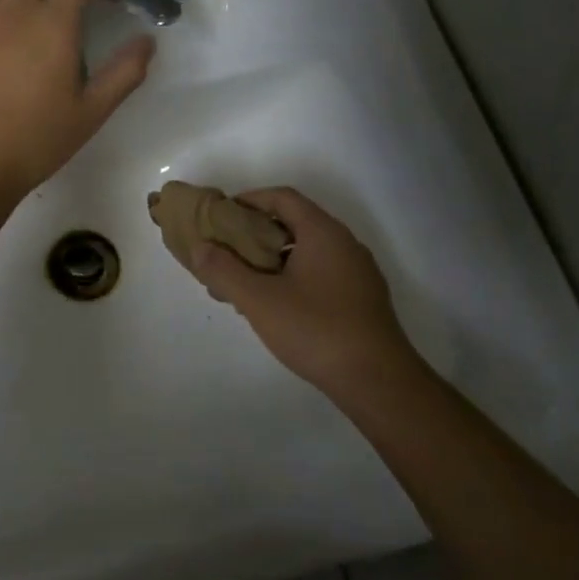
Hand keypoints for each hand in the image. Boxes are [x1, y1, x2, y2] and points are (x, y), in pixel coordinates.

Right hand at [191, 188, 422, 400]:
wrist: (378, 382)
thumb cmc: (316, 330)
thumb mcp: (259, 300)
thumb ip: (224, 270)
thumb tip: (200, 248)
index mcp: (323, 232)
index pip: (282, 197)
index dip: (249, 200)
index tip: (221, 216)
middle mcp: (344, 244)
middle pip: (294, 223)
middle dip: (256, 234)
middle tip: (226, 252)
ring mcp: (357, 272)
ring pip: (306, 251)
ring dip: (272, 259)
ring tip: (242, 283)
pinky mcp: (361, 299)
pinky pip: (319, 273)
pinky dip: (291, 277)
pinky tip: (274, 306)